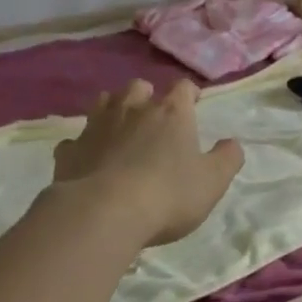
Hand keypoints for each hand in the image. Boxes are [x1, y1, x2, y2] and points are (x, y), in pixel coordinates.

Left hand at [52, 79, 243, 247]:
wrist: (102, 214)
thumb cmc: (167, 195)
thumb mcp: (212, 182)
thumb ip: (227, 158)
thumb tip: (232, 143)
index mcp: (171, 113)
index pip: (183, 88)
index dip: (190, 94)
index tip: (194, 104)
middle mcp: (133, 110)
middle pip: (139, 87)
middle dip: (147, 96)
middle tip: (154, 117)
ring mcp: (96, 127)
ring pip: (103, 102)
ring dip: (113, 110)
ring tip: (120, 129)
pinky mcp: (70, 151)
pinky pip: (76, 140)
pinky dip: (83, 145)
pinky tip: (88, 160)